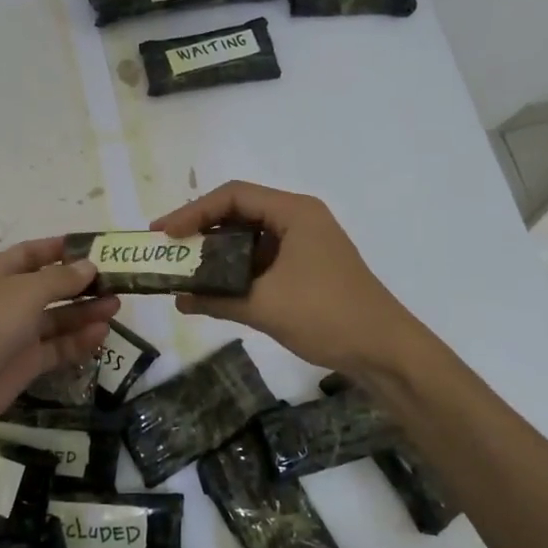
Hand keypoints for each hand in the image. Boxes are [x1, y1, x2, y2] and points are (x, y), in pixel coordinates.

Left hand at [0, 238, 118, 434]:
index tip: (97, 248)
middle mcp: (7, 300)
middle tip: (117, 281)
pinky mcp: (25, 363)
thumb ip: (60, 279)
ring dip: (85, 311)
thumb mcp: (24, 292)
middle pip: (50, 286)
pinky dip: (79, 340)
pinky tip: (102, 334)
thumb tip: (89, 266)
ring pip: (57, 318)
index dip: (62, 249)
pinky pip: (57, 347)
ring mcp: (16, 333)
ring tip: (117, 306)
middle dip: (81, 283)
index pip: (33, 253)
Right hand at [152, 182, 415, 376]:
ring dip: (218, 253)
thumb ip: (217, 299)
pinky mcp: (307, 267)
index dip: (193, 211)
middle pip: (240, 212)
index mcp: (294, 213)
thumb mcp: (264, 306)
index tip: (163, 233)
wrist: (384, 350)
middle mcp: (299, 219)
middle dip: (202, 230)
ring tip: (185, 268)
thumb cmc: (326, 316)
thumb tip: (179, 299)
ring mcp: (305, 244)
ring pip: (250, 237)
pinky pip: (263, 259)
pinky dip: (237, 271)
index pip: (233, 196)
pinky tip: (214, 289)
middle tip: (168, 248)